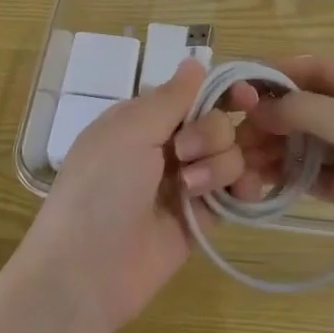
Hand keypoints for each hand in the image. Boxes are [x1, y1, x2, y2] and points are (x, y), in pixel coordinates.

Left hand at [17, 60, 259, 332]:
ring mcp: (184, 184)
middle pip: (217, 122)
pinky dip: (243, 189)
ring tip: (192, 190)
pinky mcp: (200, 219)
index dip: (222, 92)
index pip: (192, 94)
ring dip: (220, 166)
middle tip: (183, 155)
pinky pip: (233, 193)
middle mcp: (165, 146)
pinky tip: (243, 194)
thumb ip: (171, 98)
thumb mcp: (129, 131)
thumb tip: (195, 60)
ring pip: (229, 156)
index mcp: (142, 120)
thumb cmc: (100, 188)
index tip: (247, 97)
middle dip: (210, 134)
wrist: (86, 272)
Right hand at [237, 55, 333, 289]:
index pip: (319, 68)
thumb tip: (257, 104)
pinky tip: (259, 180)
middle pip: (308, 107)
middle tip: (234, 133)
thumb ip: (304, 109)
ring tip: (240, 161)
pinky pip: (311, 175)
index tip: (239, 85)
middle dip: (272, 117)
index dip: (279, 73)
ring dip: (274, 148)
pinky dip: (286, 175)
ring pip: (306, 142)